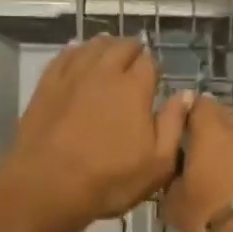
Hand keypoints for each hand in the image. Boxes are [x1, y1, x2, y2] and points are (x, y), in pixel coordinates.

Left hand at [0, 36, 192, 231]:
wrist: (47, 185)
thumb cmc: (109, 180)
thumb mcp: (157, 163)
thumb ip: (174, 125)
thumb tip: (186, 94)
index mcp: (134, 88)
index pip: (149, 62)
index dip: (154, 68)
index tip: (154, 80)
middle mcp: (104, 72)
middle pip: (121, 46)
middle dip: (132, 50)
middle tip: (135, 61)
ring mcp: (71, 76)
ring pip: (92, 46)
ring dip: (105, 45)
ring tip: (110, 51)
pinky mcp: (46, 86)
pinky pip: (63, 56)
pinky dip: (75, 50)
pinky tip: (76, 51)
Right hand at [159, 94, 232, 231]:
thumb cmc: (213, 213)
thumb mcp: (175, 205)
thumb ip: (172, 183)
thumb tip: (175, 176)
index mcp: (210, 131)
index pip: (198, 104)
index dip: (188, 113)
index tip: (179, 129)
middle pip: (225, 119)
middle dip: (213, 132)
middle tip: (200, 156)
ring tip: (225, 178)